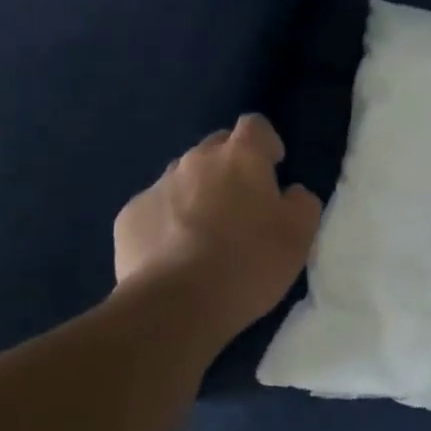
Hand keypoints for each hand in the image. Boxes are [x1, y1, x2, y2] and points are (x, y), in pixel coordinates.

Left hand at [114, 114, 322, 329]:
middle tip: (241, 207)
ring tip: (205, 235)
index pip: (255, 125)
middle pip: (216, 148)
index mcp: (241, 156)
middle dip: (230, 167)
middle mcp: (196, 160)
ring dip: (197, 194)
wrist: (175, 305)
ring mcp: (158, 185)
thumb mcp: (299, 235)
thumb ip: (302, 202)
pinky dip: (167, 222)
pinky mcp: (129, 216)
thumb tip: (290, 193)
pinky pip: (155, 208)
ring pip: (183, 177)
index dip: (265, 143)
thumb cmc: (248, 262)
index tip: (273, 170)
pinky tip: (174, 255)